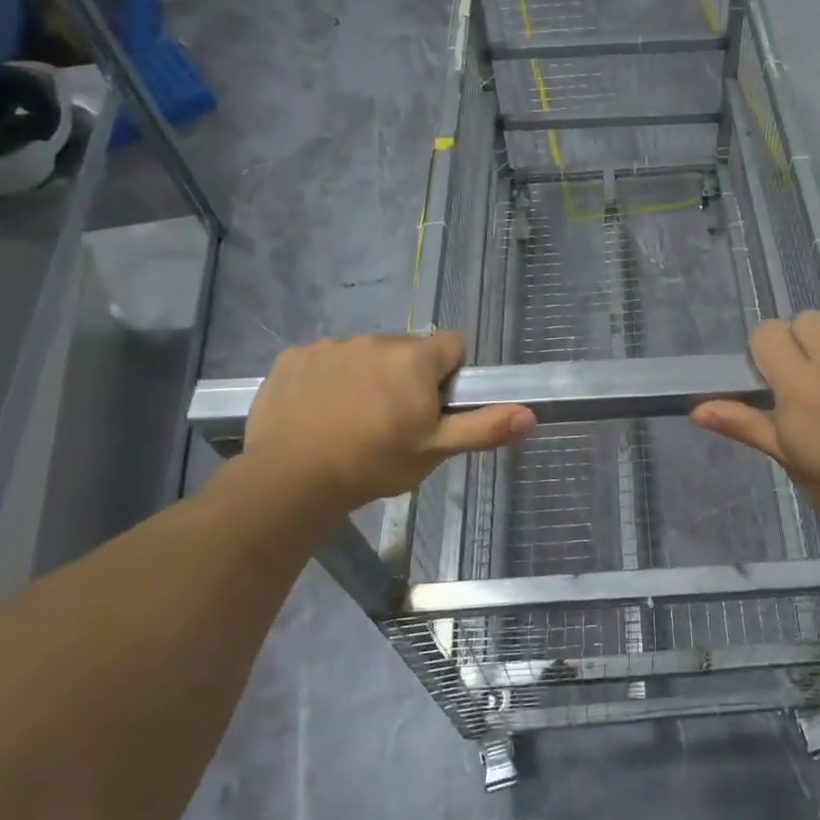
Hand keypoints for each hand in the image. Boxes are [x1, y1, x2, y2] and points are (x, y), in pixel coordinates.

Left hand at [239, 332, 533, 513]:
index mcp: (414, 359)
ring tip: (351, 420)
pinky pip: (324, 361)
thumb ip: (483, 428)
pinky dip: (327, 380)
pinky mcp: (294, 357)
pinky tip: (317, 413)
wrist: (289, 479)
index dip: (450, 375)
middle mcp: (375, 340)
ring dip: (368, 377)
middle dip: (408, 377)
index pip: (452, 346)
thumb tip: (530, 413)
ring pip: (365, 355)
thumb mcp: (434, 451)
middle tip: (394, 421)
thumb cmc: (372, 464)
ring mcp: (330, 346)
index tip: (435, 406)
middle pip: (407, 351)